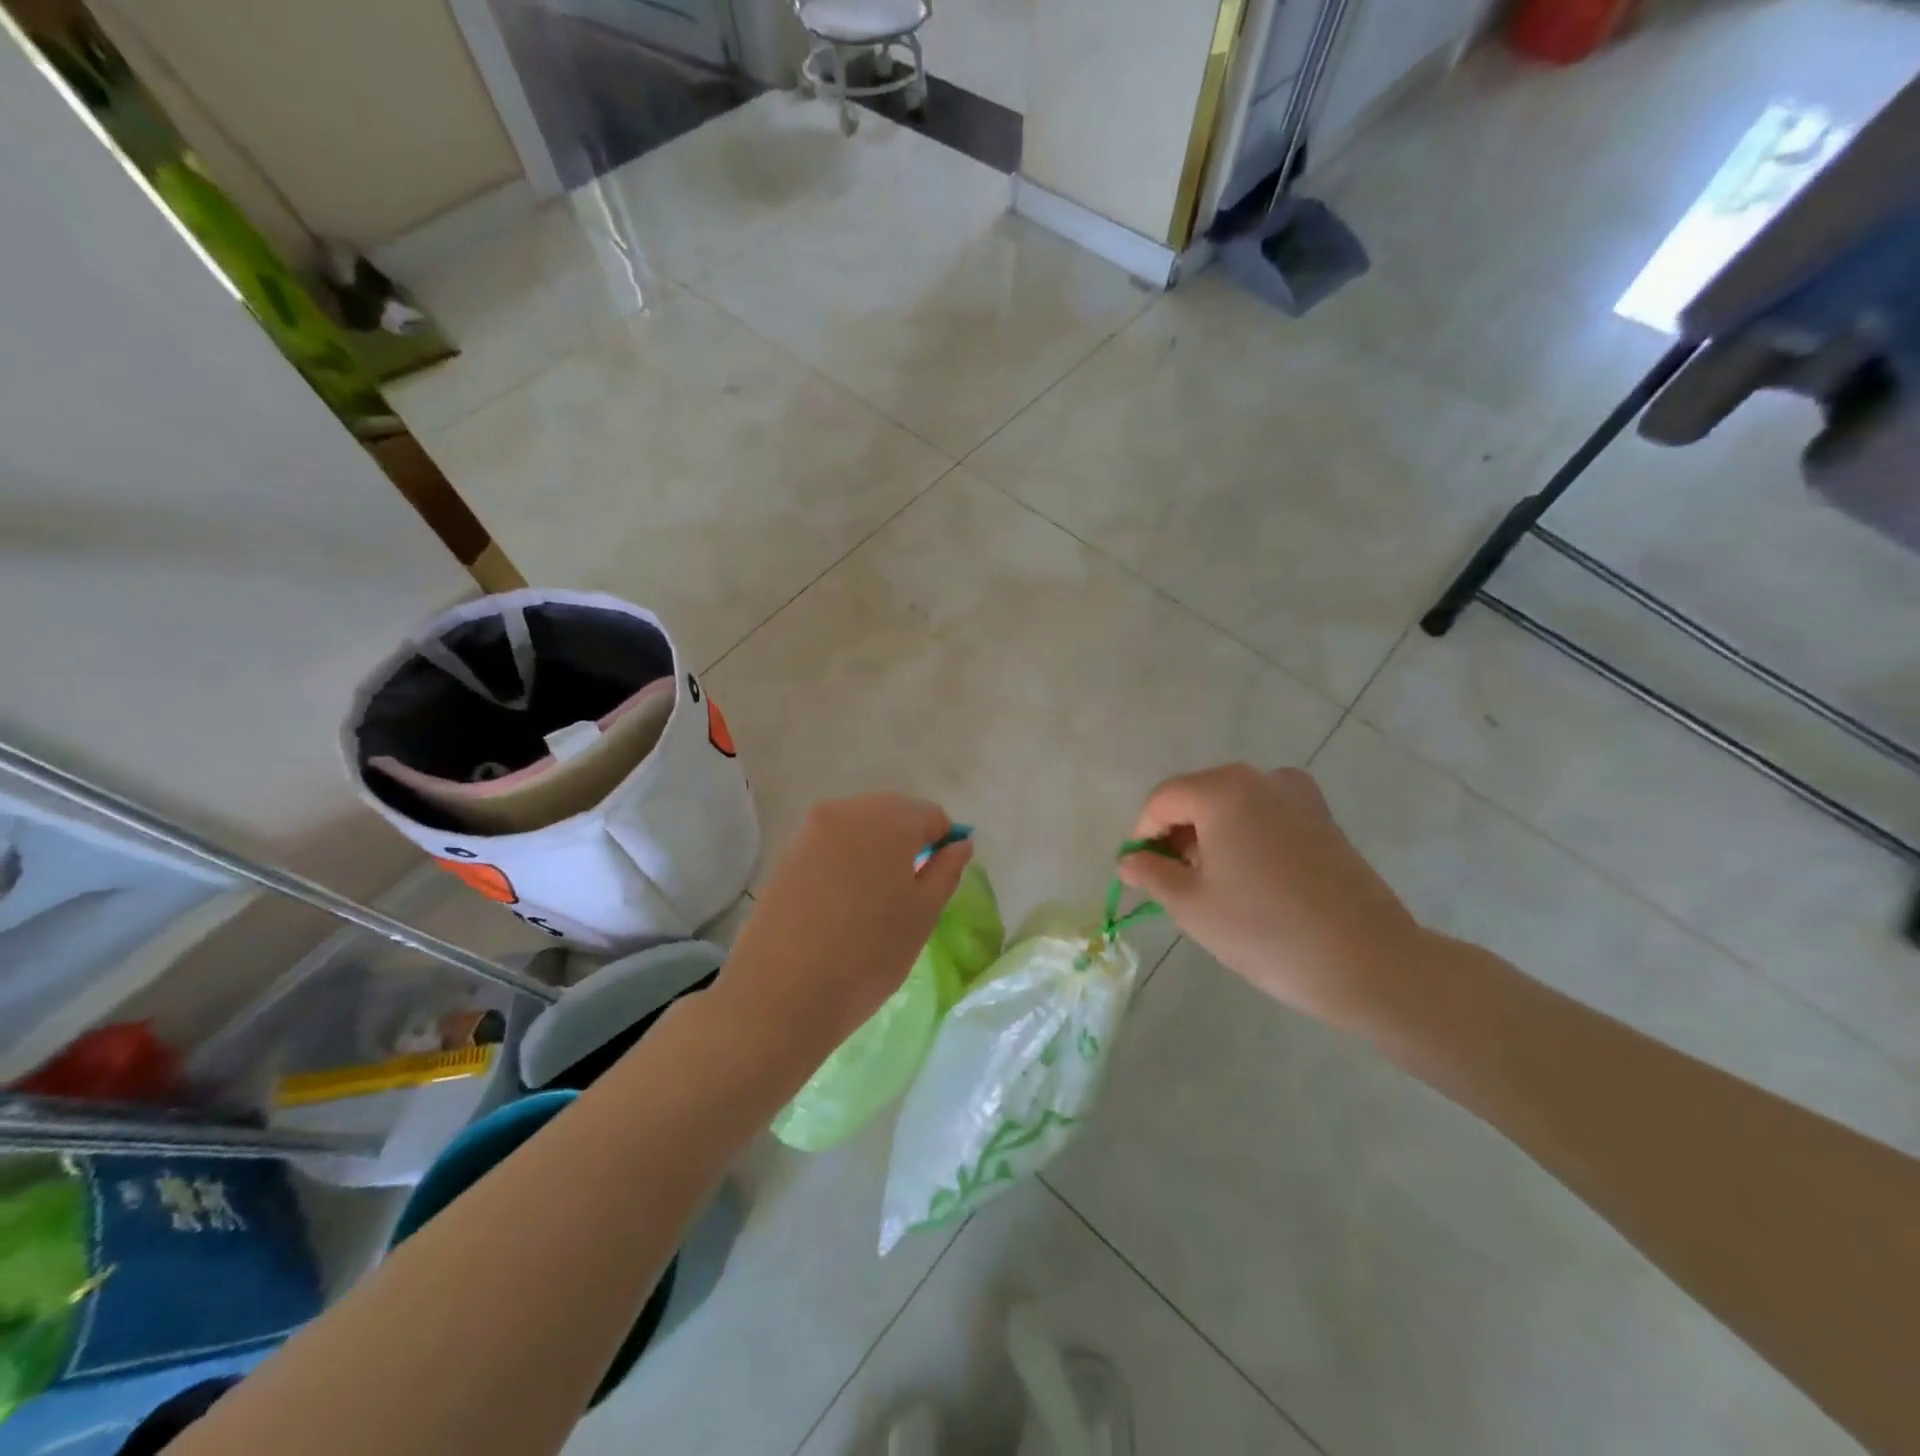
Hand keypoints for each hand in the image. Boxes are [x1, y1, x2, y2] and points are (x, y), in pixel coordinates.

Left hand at [720, 795, 973, 1062]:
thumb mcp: (922, 916)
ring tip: (874, 897)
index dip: (943, 843)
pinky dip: (846, 860)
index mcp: (888, 820)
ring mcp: (810, 831)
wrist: (780, 994)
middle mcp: (847, 811)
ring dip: (875, 848)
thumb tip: (959, 844)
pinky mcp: (786, 854)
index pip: (931, 815)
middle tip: (909, 889)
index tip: (938, 879)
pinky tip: (843, 901)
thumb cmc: (867, 956)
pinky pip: (830, 843)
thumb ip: (946, 871)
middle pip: (892, 812)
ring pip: (859, 826)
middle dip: (908, 840)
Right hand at [1119, 764, 1424, 1031]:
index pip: (1163, 800)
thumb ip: (1151, 873)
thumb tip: (1129, 860)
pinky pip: (1267, 817)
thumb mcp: (1192, 905)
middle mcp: (1262, 779)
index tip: (1139, 873)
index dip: (1142, 834)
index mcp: (1224, 790)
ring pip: (1233, 807)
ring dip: (1211, 837)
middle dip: (1177, 835)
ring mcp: (1300, 797)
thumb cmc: (1266, 931)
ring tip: (1212, 886)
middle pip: (1199, 797)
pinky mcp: (1325, 820)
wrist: (1369, 963)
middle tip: (1172, 882)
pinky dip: (1246, 838)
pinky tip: (1251, 881)